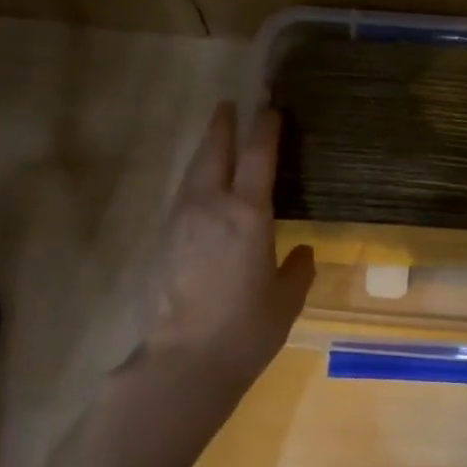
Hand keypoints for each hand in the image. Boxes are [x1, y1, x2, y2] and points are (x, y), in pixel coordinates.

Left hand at [137, 103, 314, 397]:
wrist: (186, 360)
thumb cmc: (247, 329)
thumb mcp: (286, 299)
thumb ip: (297, 269)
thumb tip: (302, 252)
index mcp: (248, 213)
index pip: (258, 155)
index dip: (266, 128)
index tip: (272, 110)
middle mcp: (211, 205)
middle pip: (215, 151)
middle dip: (223, 125)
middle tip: (229, 106)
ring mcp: (181, 220)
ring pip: (193, 171)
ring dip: (206, 150)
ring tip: (215, 139)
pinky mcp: (164, 240)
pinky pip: (183, 196)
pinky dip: (195, 180)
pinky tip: (201, 190)